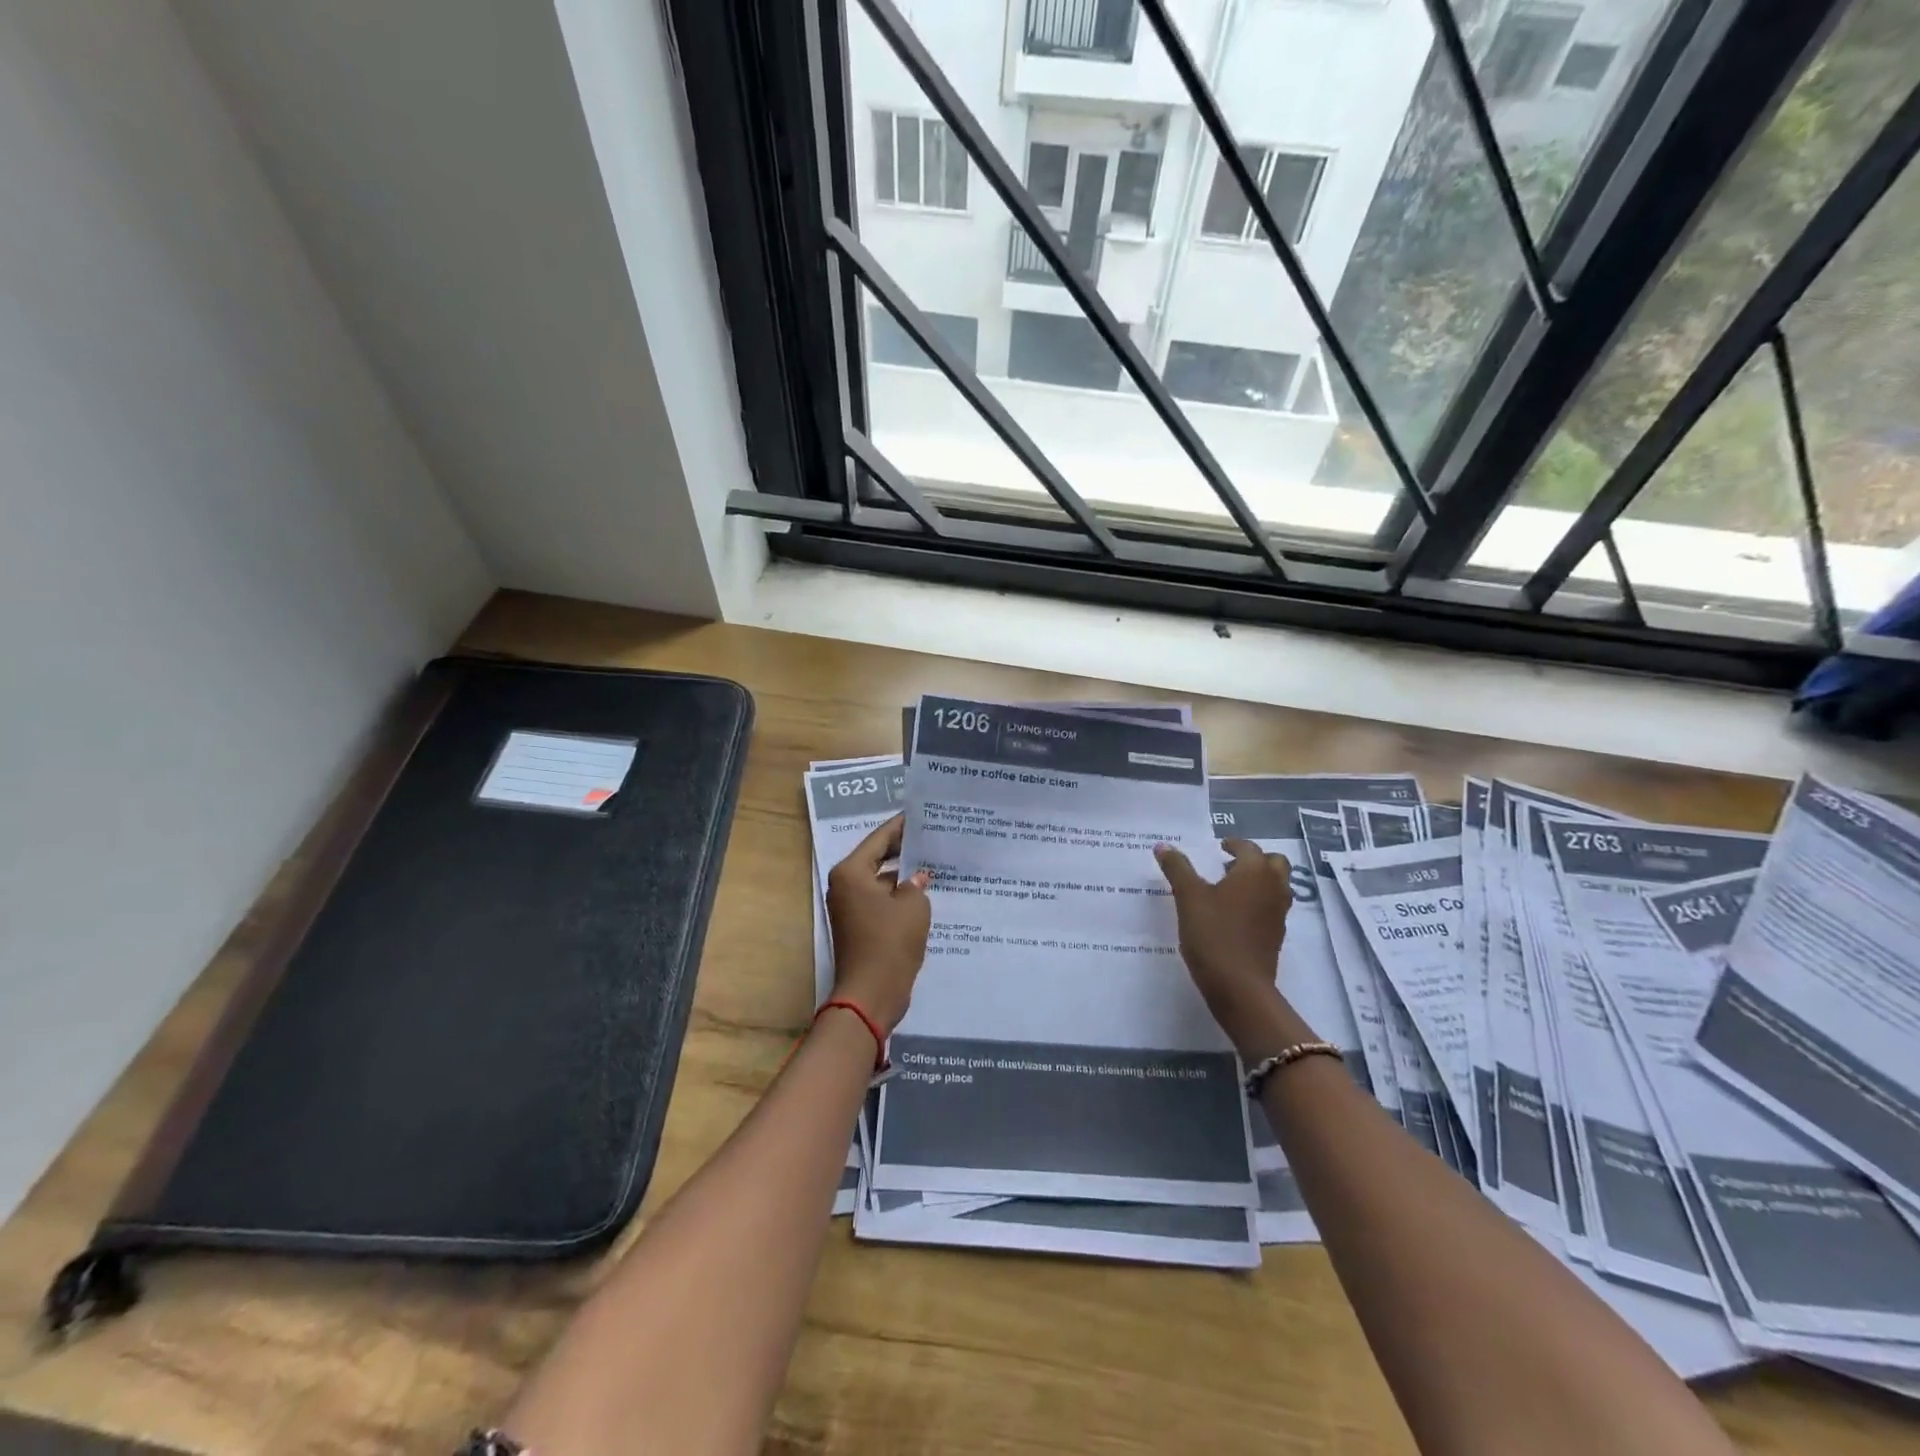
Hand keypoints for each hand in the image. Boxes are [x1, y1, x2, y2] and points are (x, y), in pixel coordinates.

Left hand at [826, 815, 931, 1033]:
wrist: (871, 994)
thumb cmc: (890, 942)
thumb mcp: (913, 906)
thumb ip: (916, 884)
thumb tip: (917, 878)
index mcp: (851, 872)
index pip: (879, 839)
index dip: (902, 827)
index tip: (922, 814)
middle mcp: (846, 886)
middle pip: (878, 858)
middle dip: (904, 850)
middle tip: (933, 837)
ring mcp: (851, 908)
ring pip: (881, 881)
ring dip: (904, 875)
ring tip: (935, 862)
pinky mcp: (861, 927)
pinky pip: (883, 901)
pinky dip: (900, 896)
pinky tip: (926, 893)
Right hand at [1155, 838, 1298, 1051]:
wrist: (1238, 986)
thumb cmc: (1213, 934)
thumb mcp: (1188, 897)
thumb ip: (1177, 868)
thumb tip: (1163, 846)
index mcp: (1255, 872)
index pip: (1249, 848)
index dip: (1234, 844)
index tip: (1219, 847)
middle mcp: (1274, 888)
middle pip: (1275, 863)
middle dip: (1255, 859)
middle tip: (1229, 865)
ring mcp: (1278, 914)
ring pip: (1277, 886)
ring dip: (1259, 881)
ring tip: (1230, 888)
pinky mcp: (1276, 936)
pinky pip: (1272, 908)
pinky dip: (1259, 902)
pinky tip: (1234, 914)